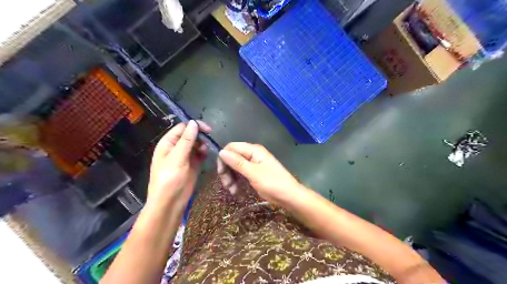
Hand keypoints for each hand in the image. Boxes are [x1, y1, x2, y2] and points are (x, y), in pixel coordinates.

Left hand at [146, 120, 211, 212]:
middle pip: (190, 134)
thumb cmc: (169, 179)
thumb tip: (193, 122)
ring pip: (197, 144)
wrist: (170, 202)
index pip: (182, 128)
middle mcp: (177, 147)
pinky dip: (204, 152)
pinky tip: (206, 154)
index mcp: (168, 143)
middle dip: (200, 135)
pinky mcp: (193, 164)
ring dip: (203, 144)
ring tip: (205, 150)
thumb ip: (186, 140)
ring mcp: (185, 156)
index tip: (208, 129)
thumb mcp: (177, 157)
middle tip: (209, 140)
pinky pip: (200, 154)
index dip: (194, 126)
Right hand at [217, 142, 303, 203]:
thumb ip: (237, 162)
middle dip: (227, 171)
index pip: (231, 147)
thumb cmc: (273, 183)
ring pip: (235, 167)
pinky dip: (237, 181)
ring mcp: (253, 164)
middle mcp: (252, 154)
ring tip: (232, 191)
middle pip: (232, 157)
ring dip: (231, 178)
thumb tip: (221, 151)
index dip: (223, 158)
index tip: (220, 173)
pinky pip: (241, 174)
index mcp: (253, 150)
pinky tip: (237, 191)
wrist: (289, 196)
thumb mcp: (253, 173)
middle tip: (227, 185)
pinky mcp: (254, 173)